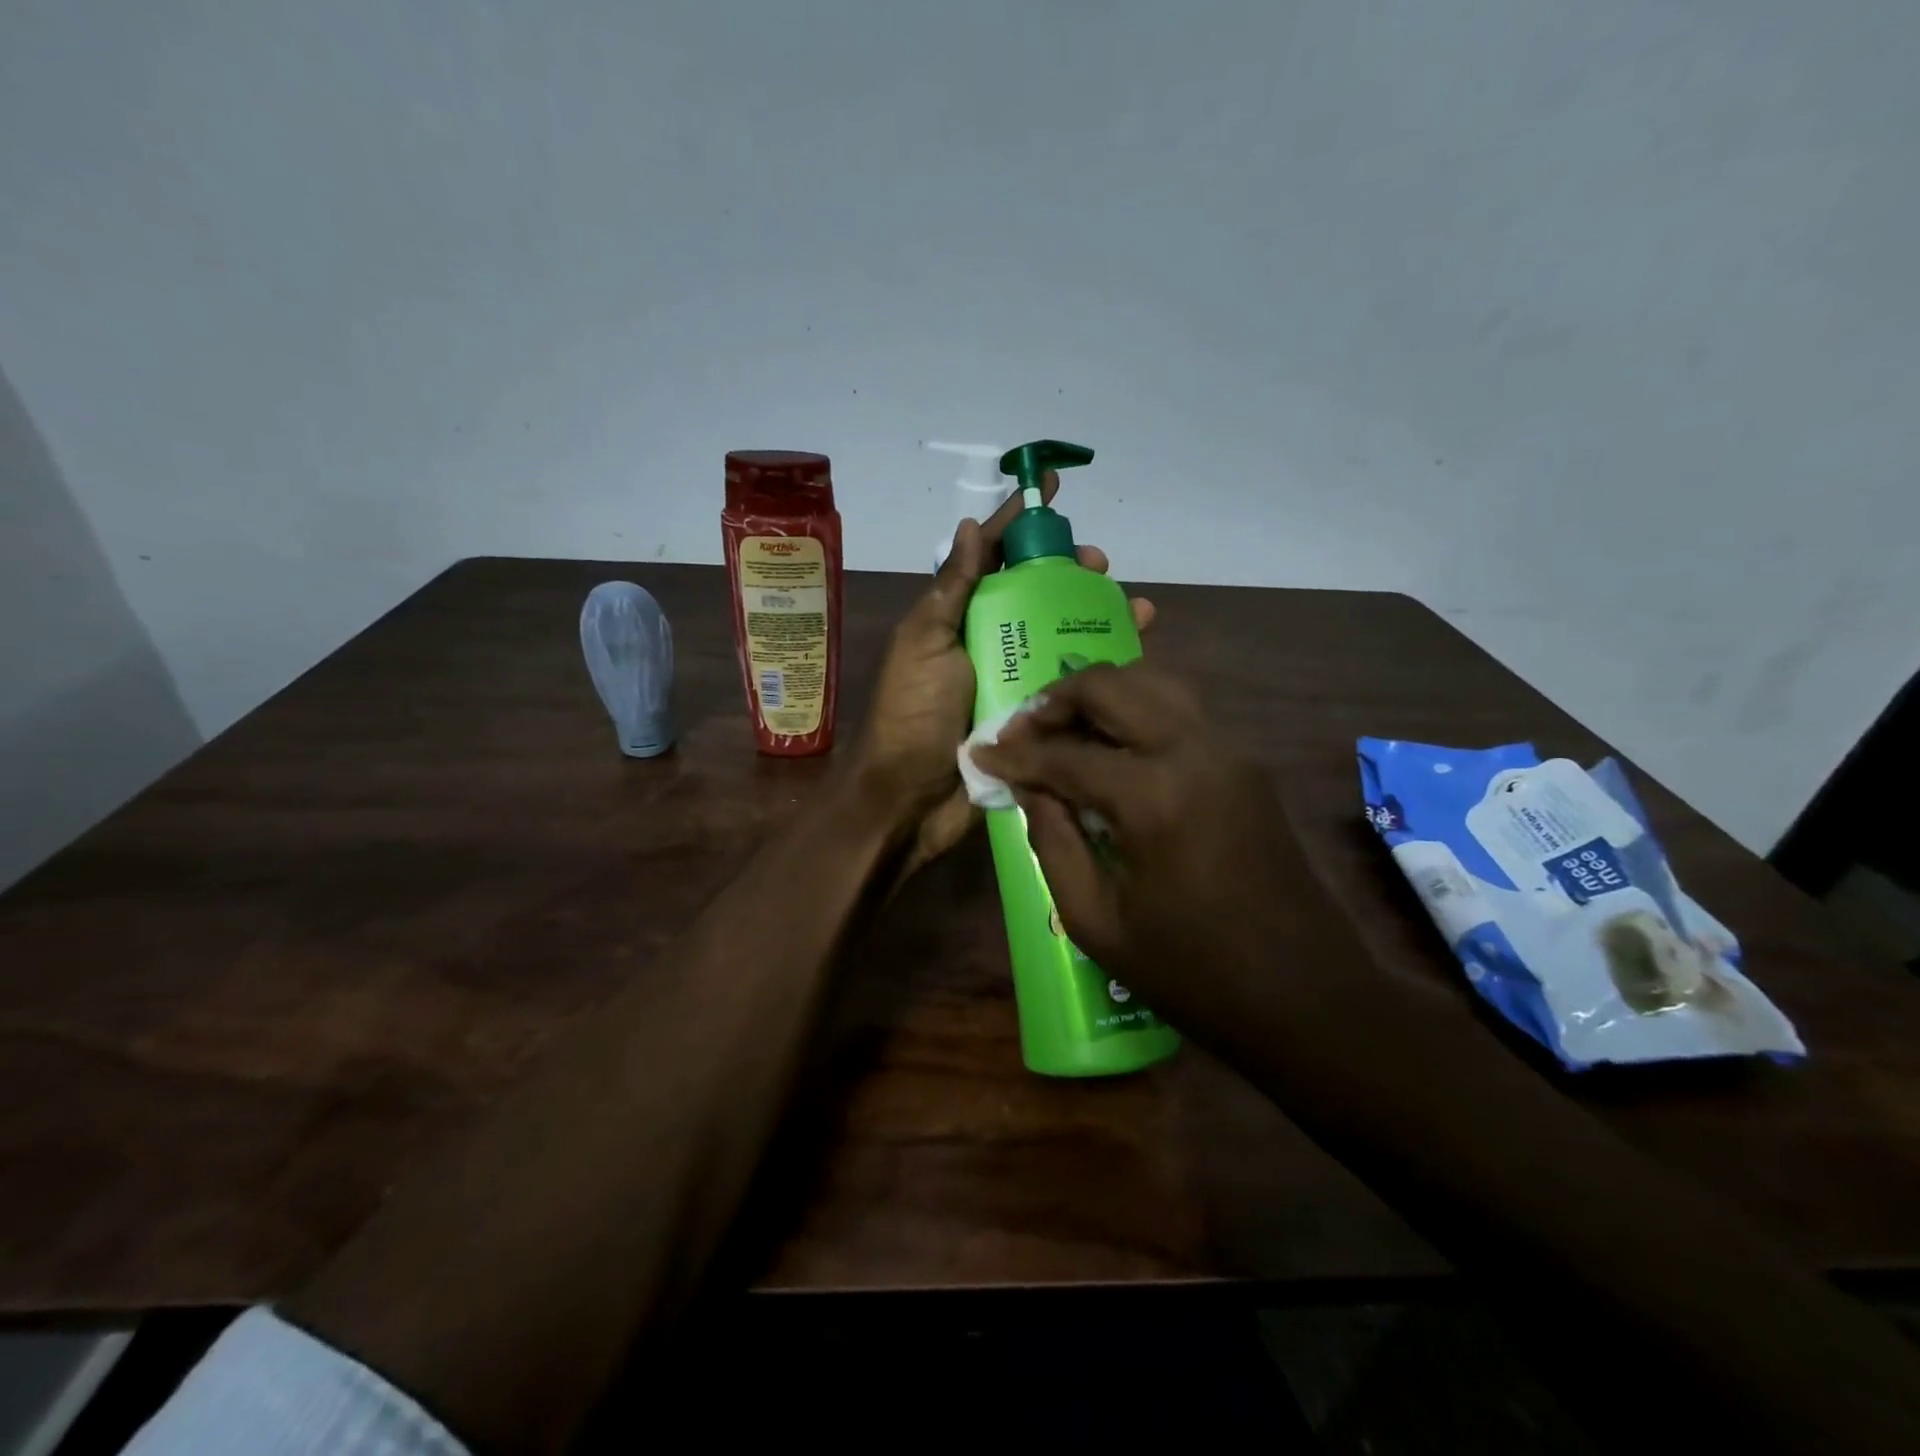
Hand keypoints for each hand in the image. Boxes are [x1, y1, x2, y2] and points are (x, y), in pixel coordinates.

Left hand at [853, 474, 1153, 879]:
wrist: (911, 801)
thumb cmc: (913, 716)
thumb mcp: (925, 644)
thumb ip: (951, 589)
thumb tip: (968, 525)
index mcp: (959, 618)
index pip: (992, 557)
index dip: (1019, 521)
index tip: (1049, 486)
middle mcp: (991, 642)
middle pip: (1037, 593)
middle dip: (1069, 571)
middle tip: (1100, 565)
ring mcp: (1016, 680)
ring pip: (1064, 634)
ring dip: (1097, 614)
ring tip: (1131, 603)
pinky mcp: (1037, 717)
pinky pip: (1075, 683)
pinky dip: (1105, 665)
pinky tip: (1136, 650)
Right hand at [969, 661, 1331, 1030]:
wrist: (1306, 997)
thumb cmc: (1192, 973)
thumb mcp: (1096, 922)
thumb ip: (1053, 841)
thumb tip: (1028, 788)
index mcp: (1153, 797)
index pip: (1064, 754)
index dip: (1014, 754)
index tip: (980, 754)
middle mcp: (1195, 751)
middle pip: (1113, 686)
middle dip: (1056, 701)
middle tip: (1023, 732)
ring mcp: (1230, 750)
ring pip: (1154, 682)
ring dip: (1101, 696)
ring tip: (1064, 731)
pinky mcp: (1247, 762)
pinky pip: (1182, 710)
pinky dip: (1137, 711)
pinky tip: (1113, 748)